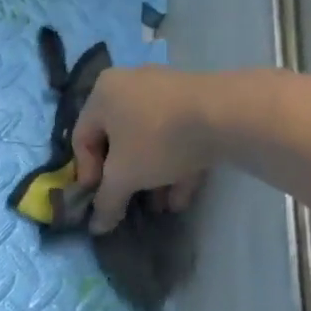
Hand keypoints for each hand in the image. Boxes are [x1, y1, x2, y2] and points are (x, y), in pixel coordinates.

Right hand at [71, 67, 216, 232]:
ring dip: (152, 177)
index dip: (87, 174)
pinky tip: (181, 199)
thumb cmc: (157, 140)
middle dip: (125, 179)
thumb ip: (106, 201)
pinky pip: (177, 136)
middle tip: (129, 203)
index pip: (82, 139)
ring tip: (159, 207)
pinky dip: (176, 166)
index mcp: (103, 94)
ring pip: (151, 140)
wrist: (228, 114)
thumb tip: (96, 226)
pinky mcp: (199, 101)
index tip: (99, 198)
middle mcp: (130, 85)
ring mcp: (167, 91)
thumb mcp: (123, 177)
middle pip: (118, 140)